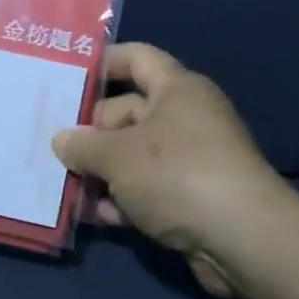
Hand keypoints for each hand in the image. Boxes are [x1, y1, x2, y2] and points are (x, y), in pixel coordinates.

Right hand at [52, 43, 287, 296]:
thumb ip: (82, 145)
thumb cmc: (177, 175)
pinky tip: (97, 215)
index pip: (136, 58)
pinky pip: (149, 188)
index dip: (102, 62)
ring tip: (64, 184)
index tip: (66, 76)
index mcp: (176, 88)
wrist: (245, 241)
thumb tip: (62, 140)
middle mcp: (186, 116)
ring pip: (135, 154)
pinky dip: (124, 198)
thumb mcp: (117, 156)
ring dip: (103, 170)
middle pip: (128, 111)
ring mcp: (192, 159)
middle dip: (91, 131)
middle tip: (53, 145)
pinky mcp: (194, 197)